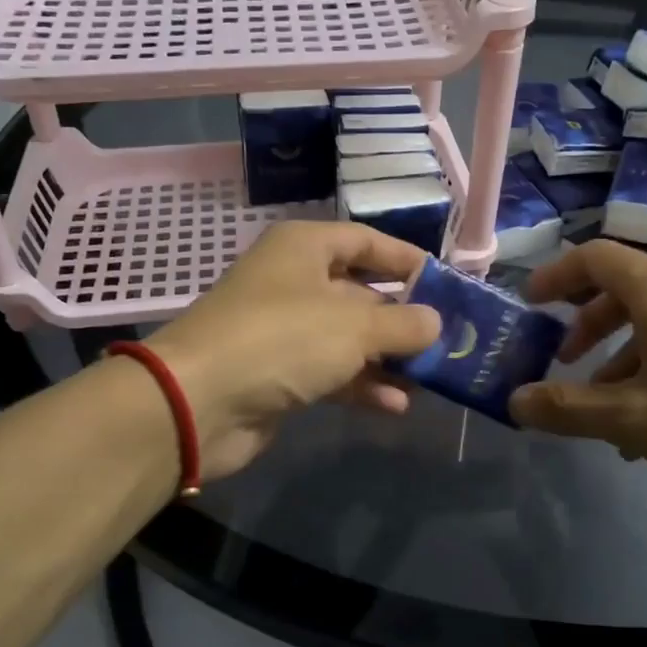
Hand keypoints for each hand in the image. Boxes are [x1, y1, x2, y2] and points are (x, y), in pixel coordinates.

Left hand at [144, 222, 440, 479]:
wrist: (199, 400)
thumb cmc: (282, 339)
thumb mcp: (354, 326)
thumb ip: (403, 323)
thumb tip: (436, 321)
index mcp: (305, 249)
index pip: (365, 242)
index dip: (406, 260)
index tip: (446, 284)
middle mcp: (293, 282)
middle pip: (360, 293)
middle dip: (402, 319)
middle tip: (447, 339)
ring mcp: (284, 330)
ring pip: (348, 338)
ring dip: (387, 358)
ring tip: (429, 378)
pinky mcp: (278, 373)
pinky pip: (331, 372)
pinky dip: (361, 386)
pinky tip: (395, 405)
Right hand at [508, 240, 646, 498]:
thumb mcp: (635, 419)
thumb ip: (569, 409)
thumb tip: (514, 401)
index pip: (596, 257)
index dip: (557, 274)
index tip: (532, 304)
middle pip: (626, 288)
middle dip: (587, 323)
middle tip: (566, 360)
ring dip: (622, 355)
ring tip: (608, 409)